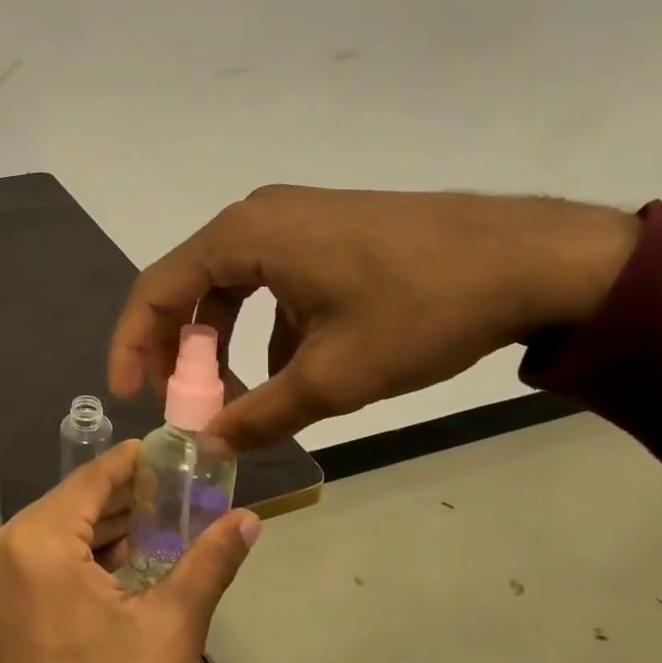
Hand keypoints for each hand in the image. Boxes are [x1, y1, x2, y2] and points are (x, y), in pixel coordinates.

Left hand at [0, 441, 259, 662]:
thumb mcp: (171, 629)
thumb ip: (208, 561)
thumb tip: (250, 519)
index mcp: (31, 545)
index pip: (88, 481)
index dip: (129, 464)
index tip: (164, 451)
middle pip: (65, 507)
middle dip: (118, 501)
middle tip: (171, 493)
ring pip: (45, 535)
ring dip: (94, 531)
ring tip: (151, 525)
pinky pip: (27, 564)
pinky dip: (66, 560)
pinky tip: (111, 563)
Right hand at [109, 186, 640, 451]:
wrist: (531, 259)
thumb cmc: (420, 310)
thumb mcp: (333, 377)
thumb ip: (259, 414)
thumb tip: (208, 446)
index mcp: (242, 237)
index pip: (156, 288)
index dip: (132, 344)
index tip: (130, 395)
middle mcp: (255, 216)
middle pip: (188, 284)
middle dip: (177, 347)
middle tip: (177, 400)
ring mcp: (293, 218)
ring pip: (229, 284)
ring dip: (221, 339)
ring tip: (234, 393)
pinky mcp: (324, 229)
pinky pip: (269, 278)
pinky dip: (263, 324)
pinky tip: (289, 366)